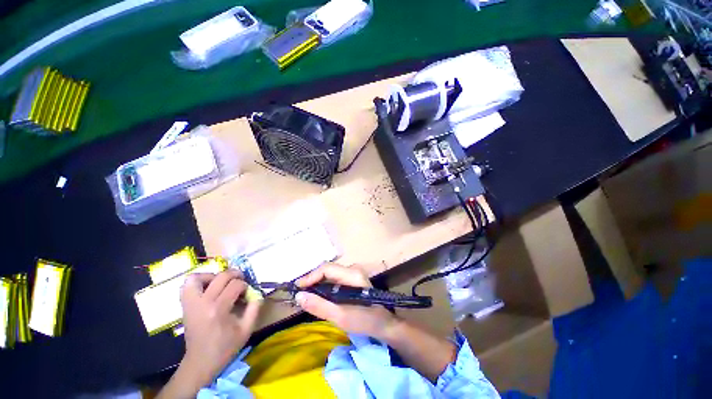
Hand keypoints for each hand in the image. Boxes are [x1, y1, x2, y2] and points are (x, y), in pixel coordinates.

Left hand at [179, 270, 261, 386]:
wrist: (201, 362)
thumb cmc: (225, 347)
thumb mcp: (247, 329)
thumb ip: (255, 307)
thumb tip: (257, 291)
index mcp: (219, 310)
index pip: (235, 285)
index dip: (245, 286)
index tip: (247, 293)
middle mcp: (203, 303)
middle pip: (221, 277)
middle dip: (235, 275)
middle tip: (240, 281)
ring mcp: (191, 304)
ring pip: (198, 277)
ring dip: (213, 275)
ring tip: (222, 282)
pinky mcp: (185, 306)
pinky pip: (187, 285)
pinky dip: (199, 281)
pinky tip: (209, 287)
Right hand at [295, 263, 397, 339]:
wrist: (385, 324)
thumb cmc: (365, 320)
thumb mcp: (340, 316)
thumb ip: (319, 306)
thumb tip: (298, 296)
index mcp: (352, 274)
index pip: (326, 269)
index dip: (310, 276)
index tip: (297, 288)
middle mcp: (353, 269)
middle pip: (327, 270)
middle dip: (312, 280)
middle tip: (299, 293)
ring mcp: (353, 274)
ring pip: (330, 274)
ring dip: (317, 284)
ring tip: (305, 295)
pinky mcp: (353, 280)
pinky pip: (334, 280)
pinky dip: (324, 287)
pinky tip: (318, 296)